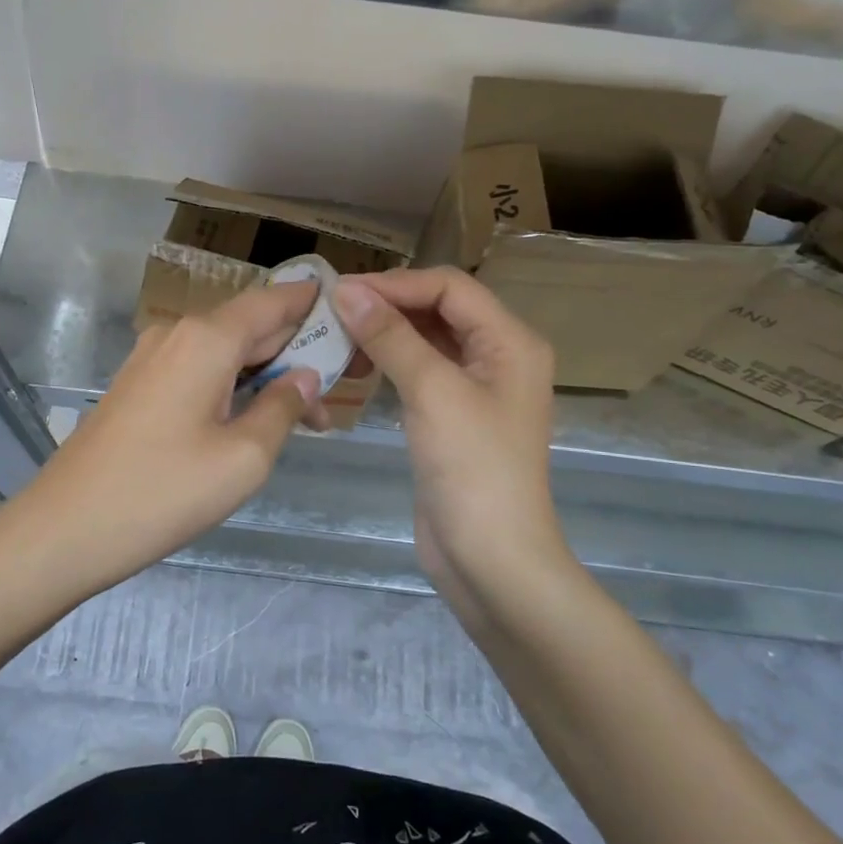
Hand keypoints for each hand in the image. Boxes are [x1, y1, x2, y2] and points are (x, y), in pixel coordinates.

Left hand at [17, 280, 325, 593]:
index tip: (348, 313)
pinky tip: (250, 417)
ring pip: (223, 351)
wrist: (64, 528)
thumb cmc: (163, 492)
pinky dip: (230, 384)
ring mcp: (151, 358)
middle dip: (294, 352)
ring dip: (263, 374)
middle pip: (249, 326)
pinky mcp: (137, 385)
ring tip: (302, 415)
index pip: (272, 302)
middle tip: (336, 388)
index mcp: (206, 339)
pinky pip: (197, 369)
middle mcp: (177, 334)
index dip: (311, 303)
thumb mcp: (244, 458)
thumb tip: (305, 376)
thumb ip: (283, 408)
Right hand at [332, 268, 565, 607]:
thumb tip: (346, 290)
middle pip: (439, 309)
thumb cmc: (472, 469)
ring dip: (385, 333)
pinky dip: (389, 362)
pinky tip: (357, 366)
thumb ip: (391, 336)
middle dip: (388, 305)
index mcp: (510, 341)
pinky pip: (420, 371)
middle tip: (332, 312)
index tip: (341, 292)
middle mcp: (498, 356)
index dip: (395, 283)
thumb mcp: (432, 392)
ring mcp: (476, 387)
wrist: (491, 560)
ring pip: (426, 340)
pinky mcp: (453, 415)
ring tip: (338, 337)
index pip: (449, 287)